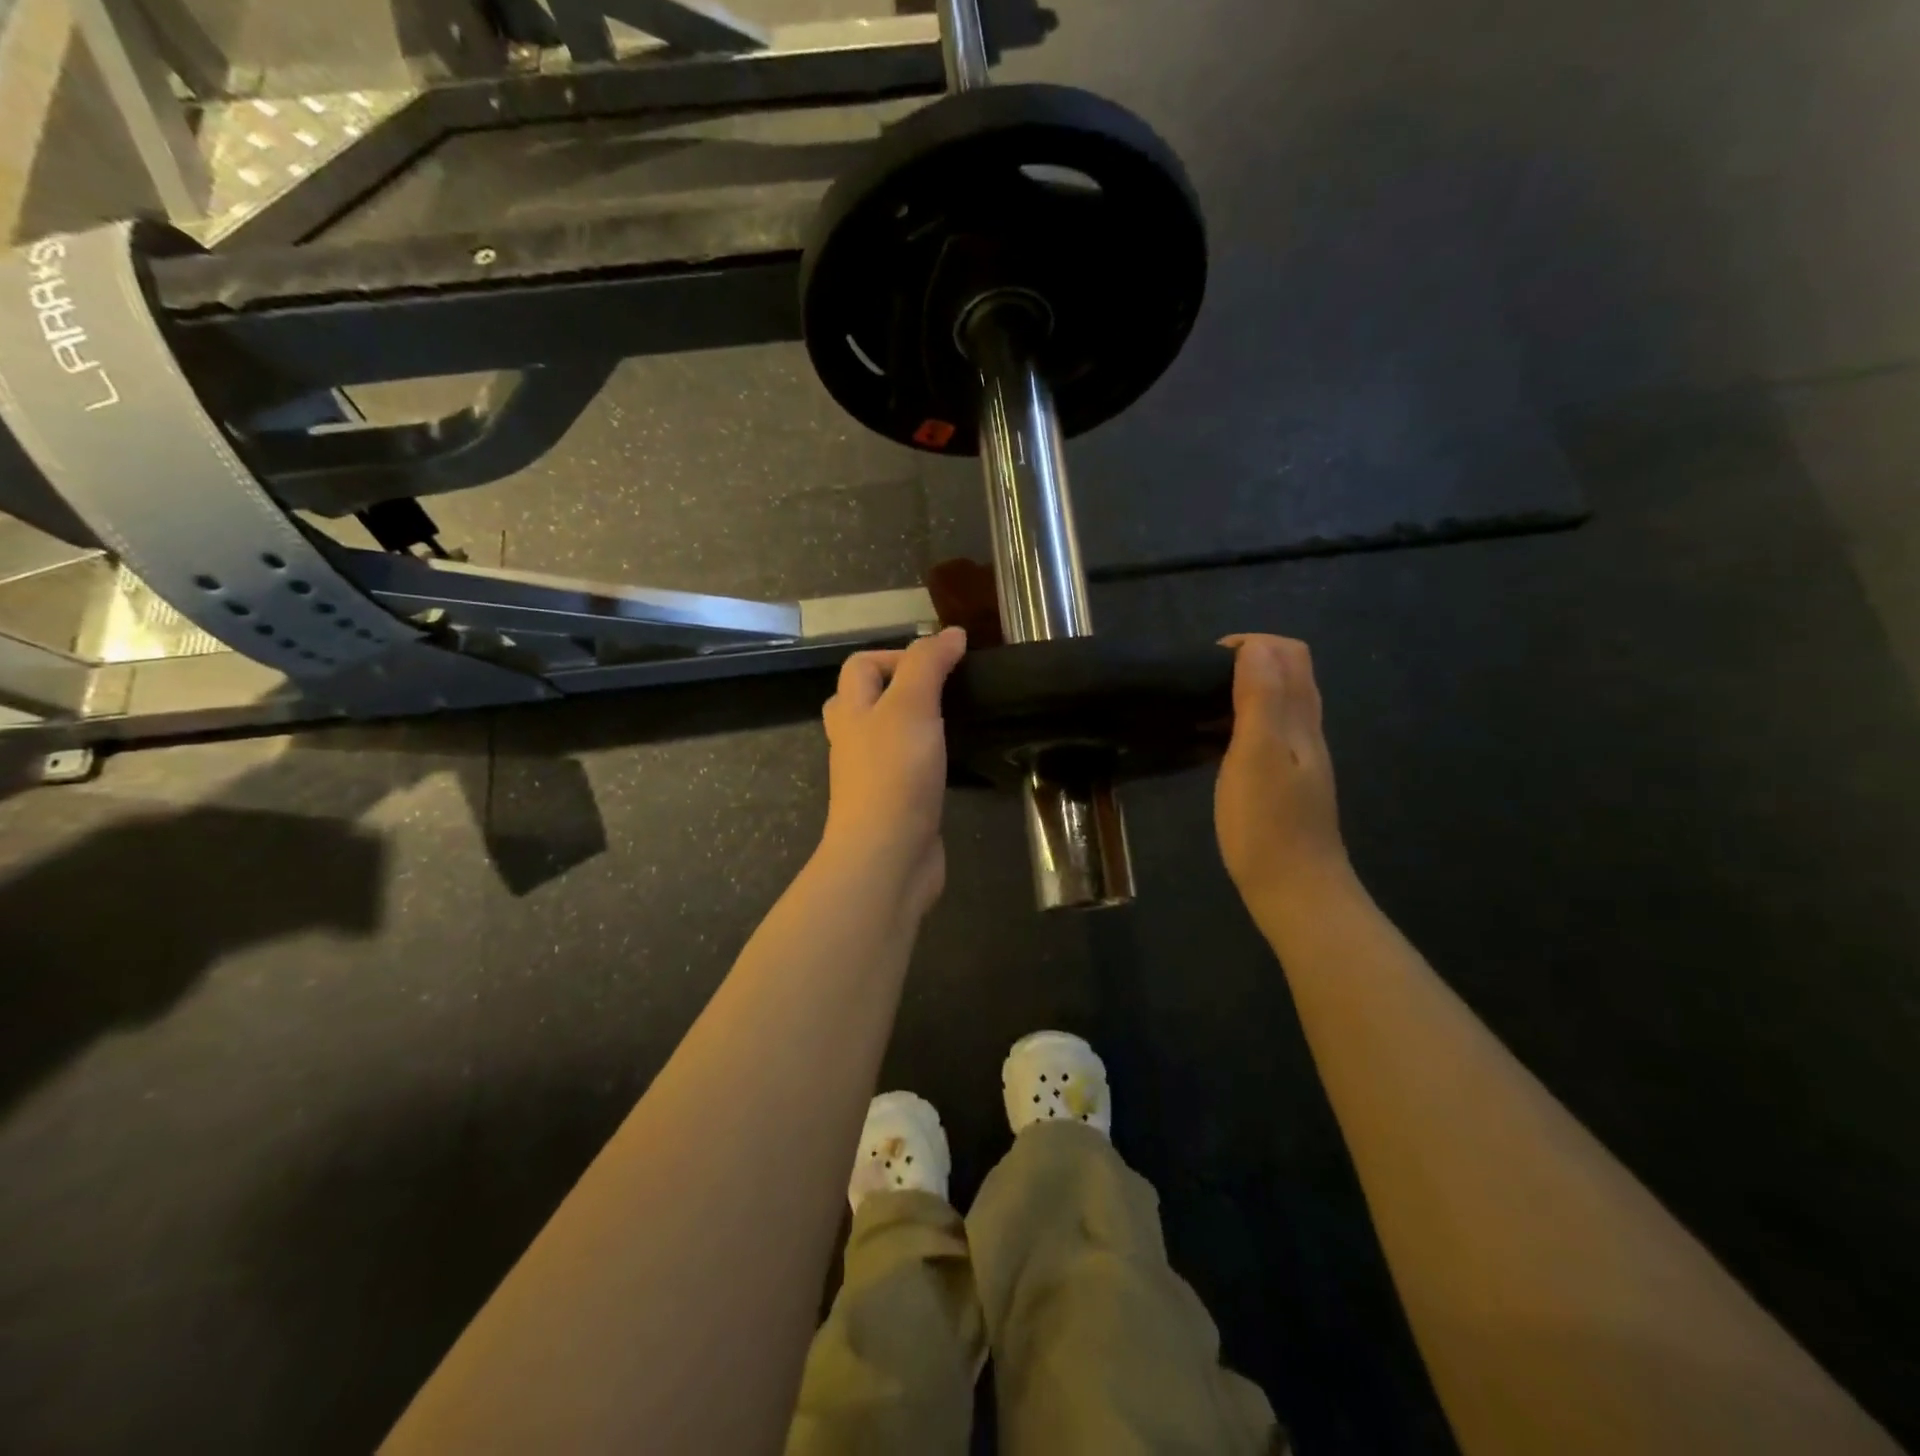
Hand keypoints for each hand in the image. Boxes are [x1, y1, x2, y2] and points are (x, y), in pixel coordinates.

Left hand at [819, 627, 967, 915]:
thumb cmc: (895, 774)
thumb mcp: (911, 706)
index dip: (897, 654)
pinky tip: (951, 760)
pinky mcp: (894, 804)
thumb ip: (928, 666)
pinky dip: (924, 758)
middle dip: (898, 687)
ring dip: (912, 723)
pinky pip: (905, 770)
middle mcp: (854, 741)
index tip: (942, 662)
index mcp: (852, 712)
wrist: (888, 856)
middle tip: (941, 690)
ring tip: (950, 719)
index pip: (860, 666)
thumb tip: (950, 633)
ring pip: (884, 737)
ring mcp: (871, 776)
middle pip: (863, 700)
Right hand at [1214, 635, 1351, 911]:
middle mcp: (1306, 731)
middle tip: (1199, 684)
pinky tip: (1211, 747)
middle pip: (1286, 675)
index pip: (1289, 654)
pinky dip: (1238, 725)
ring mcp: (1297, 760)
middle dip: (1245, 663)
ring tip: (1198, 709)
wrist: (1294, 890)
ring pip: (1275, 706)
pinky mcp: (1283, 784)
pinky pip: (1264, 735)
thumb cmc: (1269, 822)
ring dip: (1240, 694)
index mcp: (1301, 718)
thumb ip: (1260, 697)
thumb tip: (1254, 645)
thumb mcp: (1258, 753)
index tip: (1206, 663)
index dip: (1251, 644)